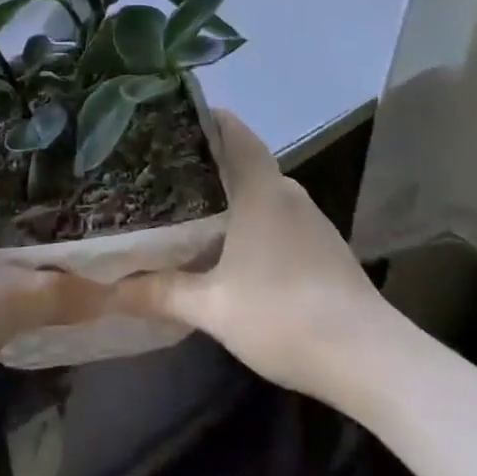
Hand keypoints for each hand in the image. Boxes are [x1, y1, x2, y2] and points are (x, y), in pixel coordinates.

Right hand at [110, 110, 383, 401]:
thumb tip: (106, 290)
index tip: (163, 118)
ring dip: (225, 191)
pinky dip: (247, 216)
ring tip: (180, 202)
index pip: (230, 129)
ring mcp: (309, 218)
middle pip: (240, 158)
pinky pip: (274, 214)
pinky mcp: (321, 245)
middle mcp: (286, 191)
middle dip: (200, 159)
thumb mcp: (212, 307)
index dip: (199, 116)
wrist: (370, 359)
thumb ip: (158, 293)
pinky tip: (225, 244)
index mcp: (261, 188)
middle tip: (156, 166)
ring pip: (258, 189)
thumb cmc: (284, 315)